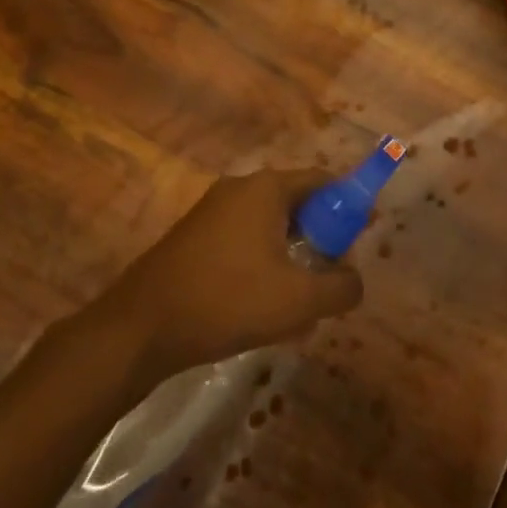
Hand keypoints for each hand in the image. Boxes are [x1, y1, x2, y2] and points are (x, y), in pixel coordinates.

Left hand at [104, 169, 363, 379]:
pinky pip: (244, 240)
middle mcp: (239, 189)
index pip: (323, 180)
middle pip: (297, 202)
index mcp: (266, 189)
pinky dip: (264, 262)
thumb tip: (354, 281)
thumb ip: (341, 287)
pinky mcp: (194, 237)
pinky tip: (264, 304)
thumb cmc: (227, 300)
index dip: (350, 205)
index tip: (364, 235)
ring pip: (270, 225)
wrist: (141, 327)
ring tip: (302, 299)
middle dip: (322, 236)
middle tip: (334, 273)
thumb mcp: (298, 300)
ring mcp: (212, 211)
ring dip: (293, 255)